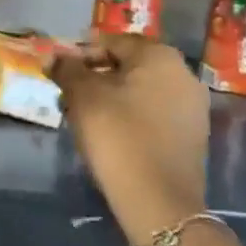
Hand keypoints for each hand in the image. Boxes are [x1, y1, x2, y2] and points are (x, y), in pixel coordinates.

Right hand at [53, 34, 209, 245]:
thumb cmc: (118, 135)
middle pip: (128, 65)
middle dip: (96, 76)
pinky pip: (154, 113)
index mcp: (159, 56)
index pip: (111, 42)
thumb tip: (52, 57)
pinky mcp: (193, 136)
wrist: (159, 203)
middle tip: (69, 95)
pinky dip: (131, 116)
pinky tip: (110, 134)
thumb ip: (66, 69)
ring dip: (112, 97)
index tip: (60, 74)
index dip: (81, 55)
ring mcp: (193, 107)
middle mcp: (183, 73)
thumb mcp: (82, 96)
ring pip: (141, 90)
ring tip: (84, 116)